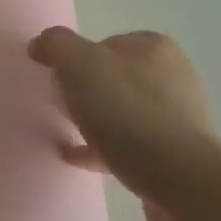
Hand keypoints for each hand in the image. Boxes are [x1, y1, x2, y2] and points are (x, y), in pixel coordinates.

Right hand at [28, 27, 217, 220]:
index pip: (104, 44)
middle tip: (62, 108)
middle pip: (115, 78)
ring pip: (123, 113)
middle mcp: (172, 76)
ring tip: (67, 134)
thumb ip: (56, 46)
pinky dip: (103, 148)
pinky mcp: (176, 153)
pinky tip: (78, 158)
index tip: (58, 82)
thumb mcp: (80, 66)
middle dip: (87, 92)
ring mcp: (177, 117)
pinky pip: (130, 145)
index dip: (77, 61)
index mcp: (154, 48)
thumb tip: (41, 44)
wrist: (178, 177)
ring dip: (96, 121)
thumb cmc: (127, 112)